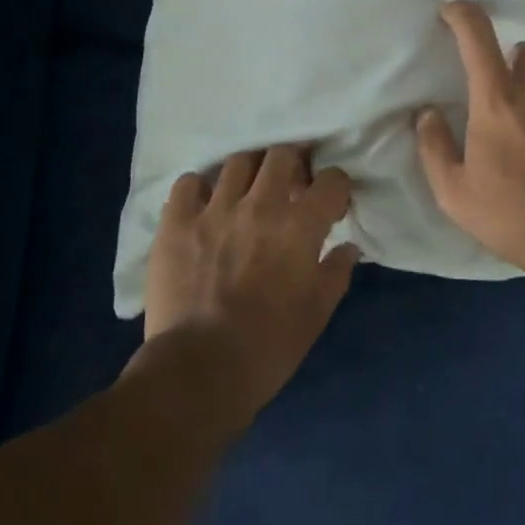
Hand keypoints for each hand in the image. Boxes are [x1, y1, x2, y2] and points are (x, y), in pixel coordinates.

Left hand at [142, 145, 357, 426]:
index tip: (331, 205)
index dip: (335, 188)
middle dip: (294, 163)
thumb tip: (348, 247)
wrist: (200, 370)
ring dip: (250, 172)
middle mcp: (260, 205)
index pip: (331, 180)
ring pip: (238, 162)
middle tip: (291, 185)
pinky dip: (199, 189)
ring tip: (247, 191)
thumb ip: (336, 272)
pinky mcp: (176, 222)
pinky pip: (188, 183)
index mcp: (300, 226)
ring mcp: (214, 209)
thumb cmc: (269, 346)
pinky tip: (204, 205)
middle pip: (283, 154)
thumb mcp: (317, 313)